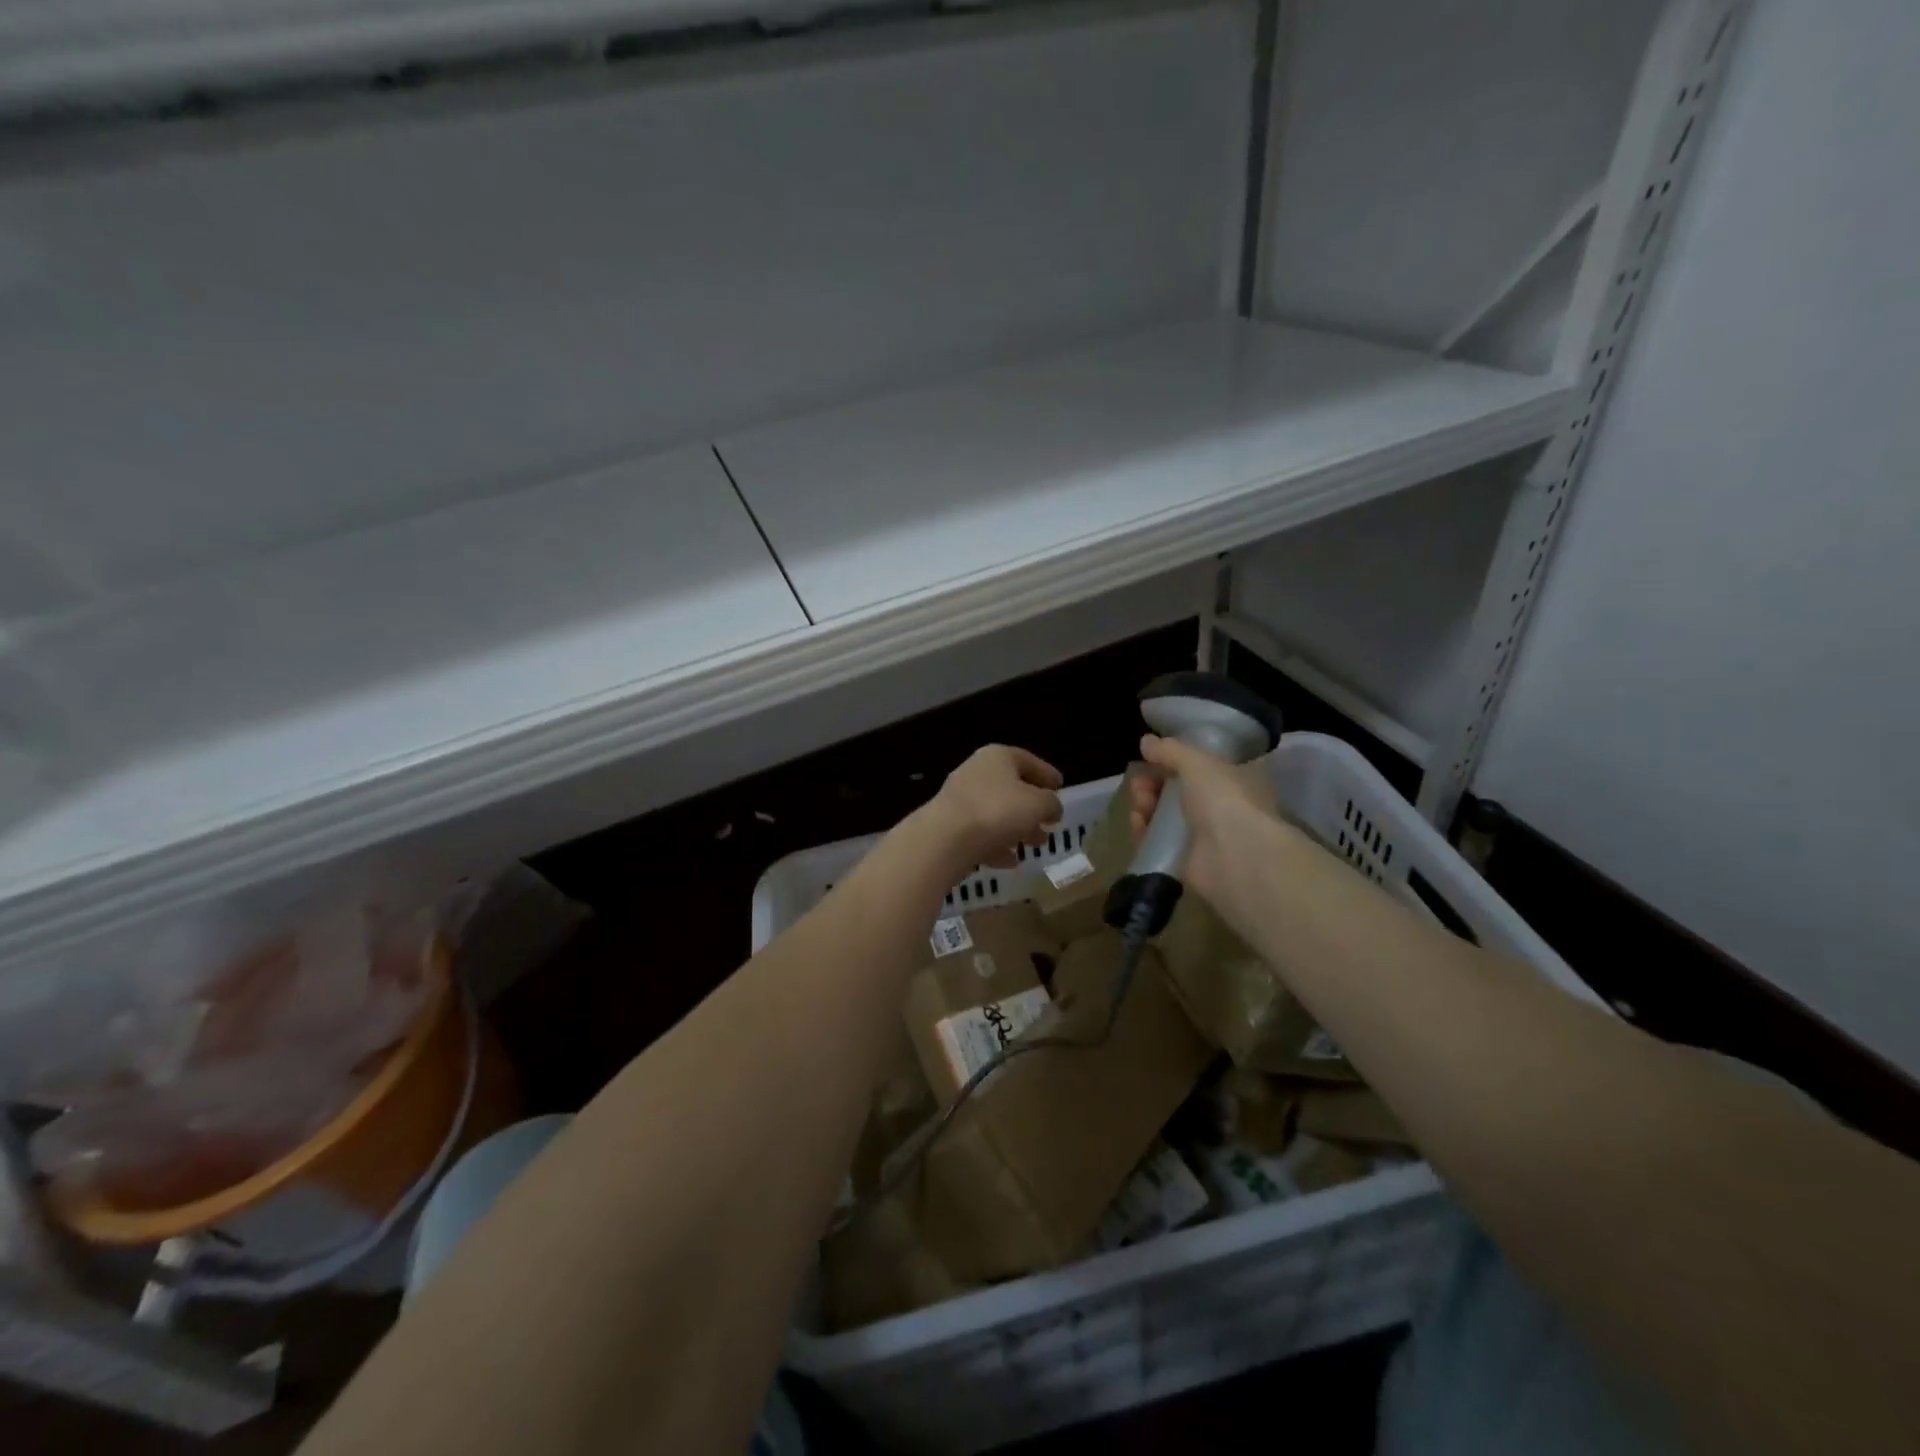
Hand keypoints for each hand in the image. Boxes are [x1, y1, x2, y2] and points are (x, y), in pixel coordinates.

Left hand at [920, 745, 1064, 871]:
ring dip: (1017, 828)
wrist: (944, 839)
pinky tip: (1010, 862)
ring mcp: (960, 799)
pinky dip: (996, 845)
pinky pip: (980, 833)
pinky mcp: (949, 826)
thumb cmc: (997, 811)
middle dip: (1033, 808)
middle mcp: (976, 772)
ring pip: (996, 812)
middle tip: (1050, 823)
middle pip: (1011, 788)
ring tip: (1036, 844)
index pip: (1028, 761)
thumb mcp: (1038, 805)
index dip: (1047, 774)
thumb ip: (1051, 804)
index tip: (1061, 786)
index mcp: (998, 757)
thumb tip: (1053, 807)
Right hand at [1127, 734, 1281, 911]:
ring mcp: (1202, 836)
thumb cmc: (1225, 800)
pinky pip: (1157, 840)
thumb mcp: (1198, 762)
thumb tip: (1145, 741)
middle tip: (1140, 783)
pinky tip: (1138, 822)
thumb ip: (1170, 750)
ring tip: (1140, 803)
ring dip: (1145, 804)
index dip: (1174, 760)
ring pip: (1163, 815)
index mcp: (1234, 780)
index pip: (1199, 766)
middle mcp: (1220, 807)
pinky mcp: (1184, 859)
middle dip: (1153, 783)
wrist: (1235, 857)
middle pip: (1176, 790)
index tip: (1152, 757)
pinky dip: (1144, 830)